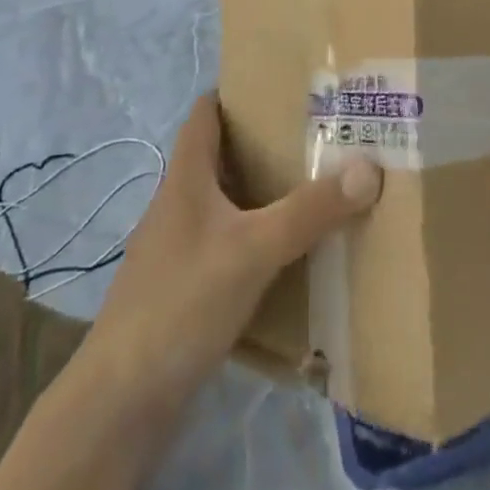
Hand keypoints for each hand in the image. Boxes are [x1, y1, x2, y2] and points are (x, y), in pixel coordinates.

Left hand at [62, 92, 382, 415]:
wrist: (120, 403)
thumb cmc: (180, 304)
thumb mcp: (253, 250)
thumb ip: (310, 210)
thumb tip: (369, 168)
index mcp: (186, 177)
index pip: (205, 112)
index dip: (238, 91)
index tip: (284, 86)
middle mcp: (179, 203)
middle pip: (221, 154)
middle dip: (265, 141)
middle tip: (319, 133)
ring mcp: (178, 248)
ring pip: (227, 201)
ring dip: (263, 191)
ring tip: (315, 184)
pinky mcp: (184, 288)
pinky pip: (227, 243)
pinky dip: (256, 236)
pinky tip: (289, 252)